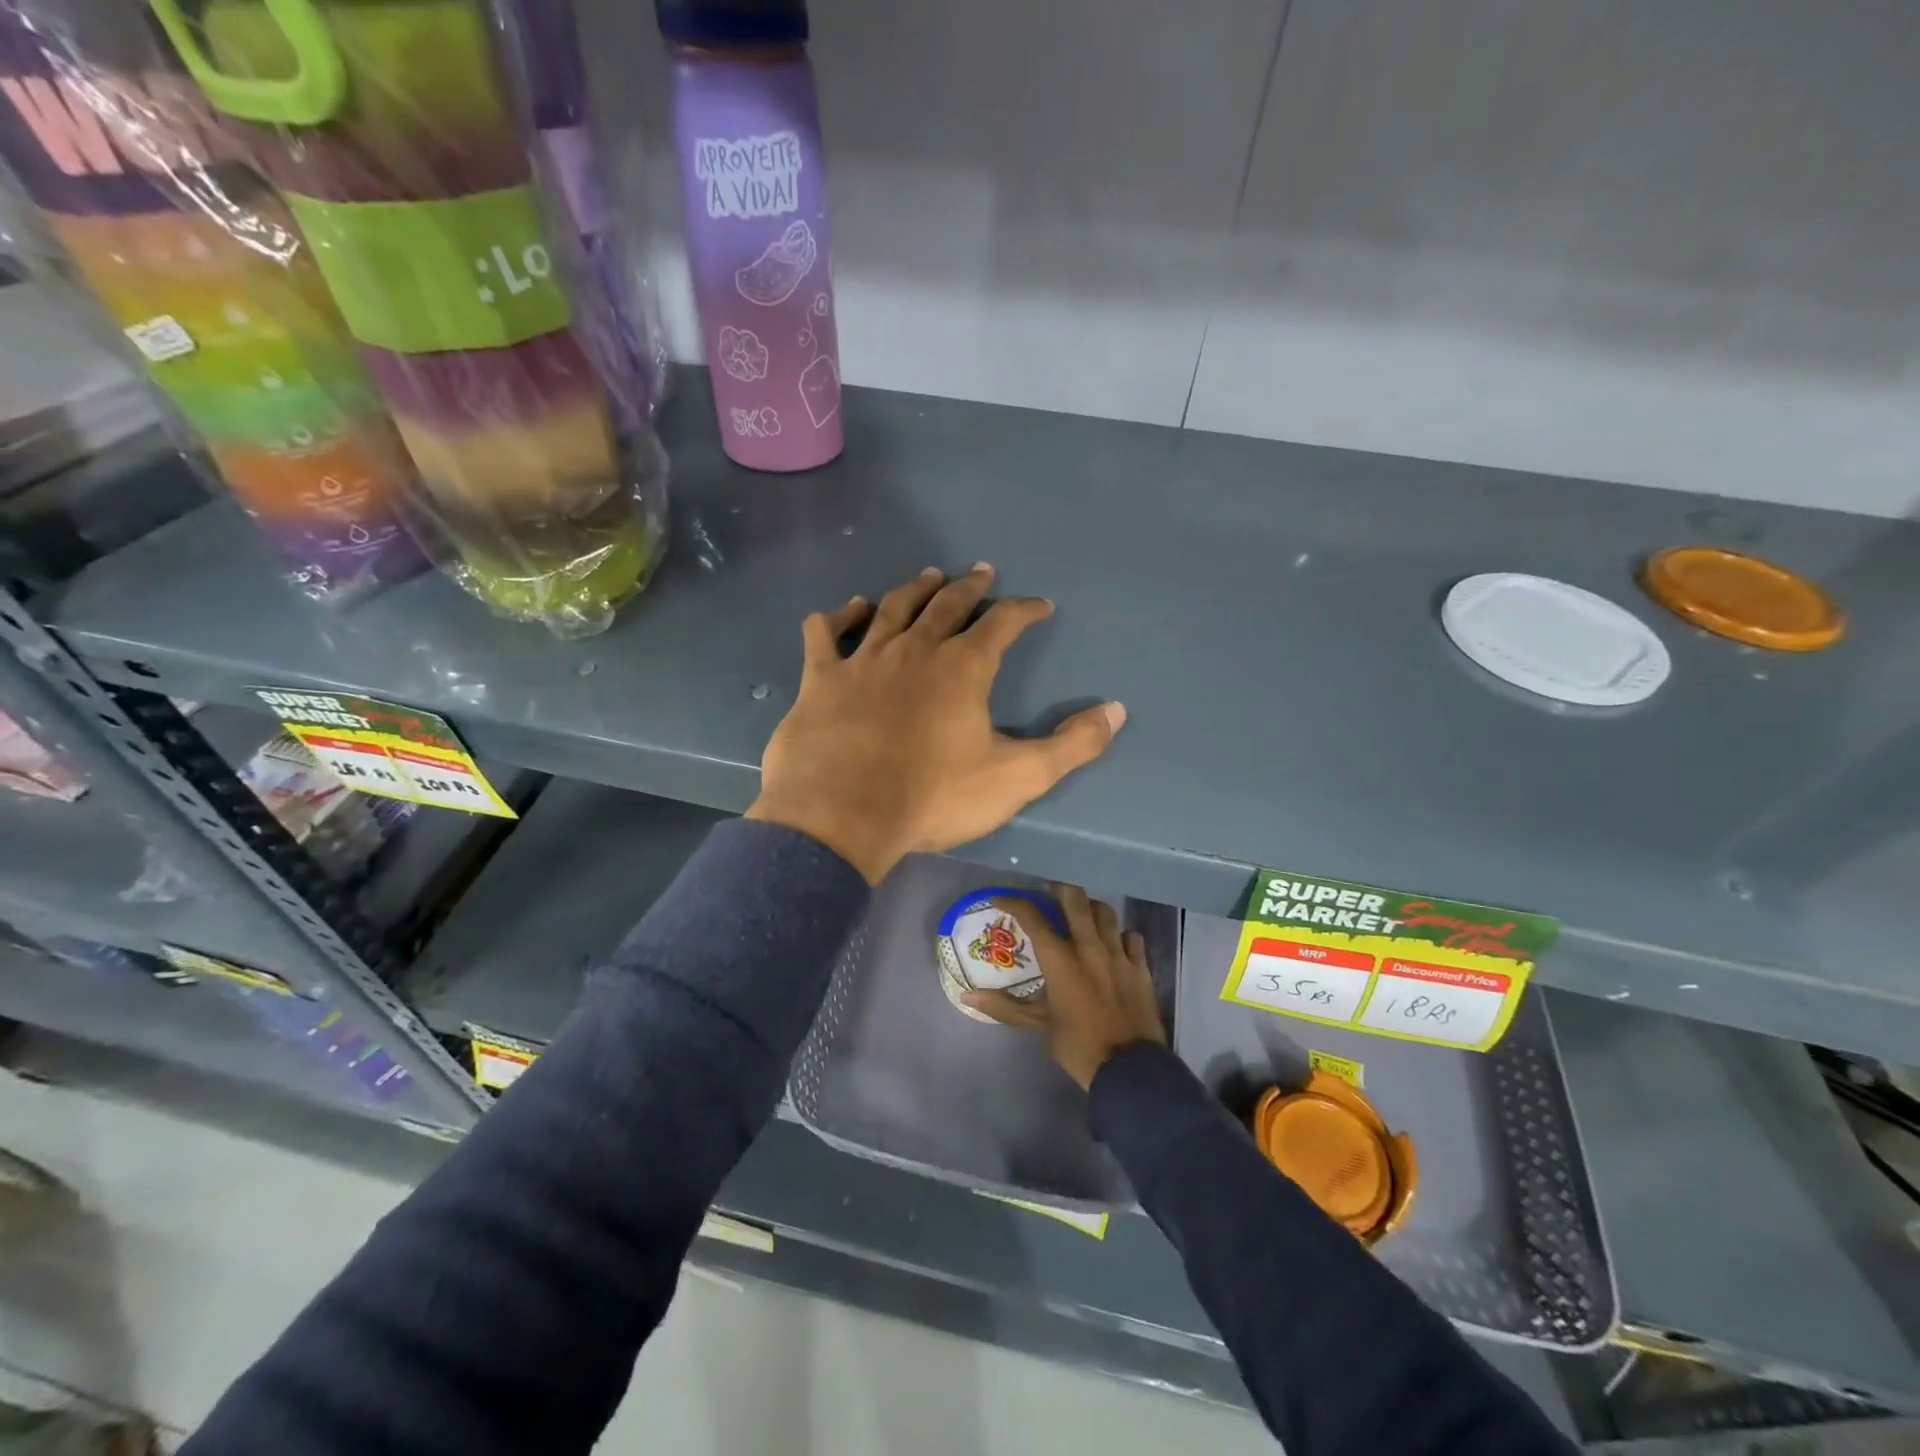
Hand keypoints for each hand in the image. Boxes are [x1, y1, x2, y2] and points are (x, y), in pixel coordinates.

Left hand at [746, 566, 1125, 883]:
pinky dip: (839, 617)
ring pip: (893, 608)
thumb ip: (1071, 746)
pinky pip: (826, 634)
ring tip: (929, 576)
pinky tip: (848, 609)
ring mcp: (864, 659)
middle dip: (970, 588)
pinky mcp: (821, 678)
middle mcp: (915, 649)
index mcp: (963, 668)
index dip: (1025, 610)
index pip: (1003, 624)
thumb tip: (1117, 711)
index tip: (1040, 605)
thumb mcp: (1016, 778)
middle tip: (982, 573)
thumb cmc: (933, 797)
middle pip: (947, 605)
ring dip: (915, 589)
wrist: (842, 816)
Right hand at [963, 883, 1166, 1089]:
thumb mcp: (1038, 1025)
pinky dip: (1120, 933)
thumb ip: (1005, 1006)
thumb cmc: (1078, 1045)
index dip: (1013, 902)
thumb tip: (969, 996)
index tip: (1001, 899)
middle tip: (1049, 891)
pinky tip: (1114, 941)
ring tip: (1081, 912)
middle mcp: (1089, 946)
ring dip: (1090, 907)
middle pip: (1075, 899)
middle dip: (1059, 888)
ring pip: (1105, 912)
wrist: (1129, 1068)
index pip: (1032, 917)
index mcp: (1060, 959)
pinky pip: (1131, 936)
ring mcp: (1118, 953)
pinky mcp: (1140, 966)